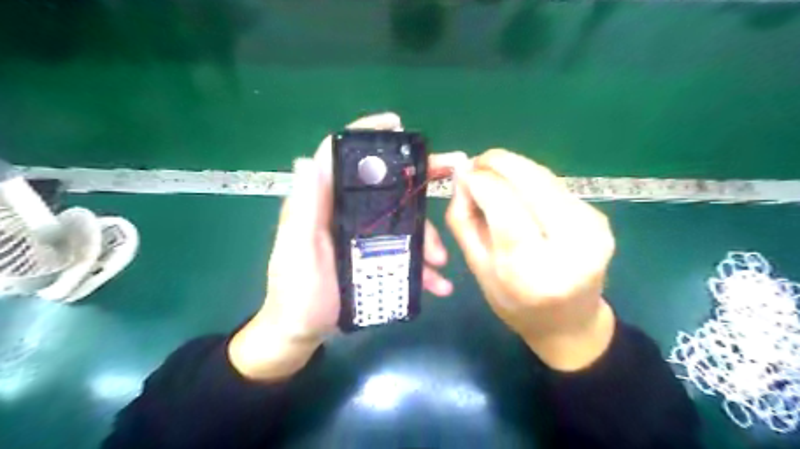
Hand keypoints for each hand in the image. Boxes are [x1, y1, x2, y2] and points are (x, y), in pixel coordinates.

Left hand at [229, 113, 465, 379]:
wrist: (301, 331)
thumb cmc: (296, 292)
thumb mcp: (297, 249)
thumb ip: (303, 208)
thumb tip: (310, 158)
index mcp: (324, 202)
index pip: (342, 156)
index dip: (367, 134)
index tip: (398, 126)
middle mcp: (347, 211)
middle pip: (386, 185)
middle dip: (420, 179)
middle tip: (454, 174)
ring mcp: (365, 234)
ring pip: (403, 221)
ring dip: (427, 236)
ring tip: (440, 261)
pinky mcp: (376, 255)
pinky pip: (406, 251)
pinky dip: (423, 265)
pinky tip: (437, 282)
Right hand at [447, 150, 614, 369]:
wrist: (570, 324)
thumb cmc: (515, 304)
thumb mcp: (478, 269)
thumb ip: (464, 222)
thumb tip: (462, 178)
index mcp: (531, 270)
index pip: (504, 206)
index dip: (480, 181)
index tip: (463, 174)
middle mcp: (569, 246)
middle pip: (531, 182)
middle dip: (499, 162)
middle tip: (477, 162)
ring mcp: (592, 229)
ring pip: (545, 178)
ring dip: (515, 167)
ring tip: (492, 171)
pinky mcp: (600, 218)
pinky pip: (556, 186)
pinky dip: (531, 178)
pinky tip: (517, 187)